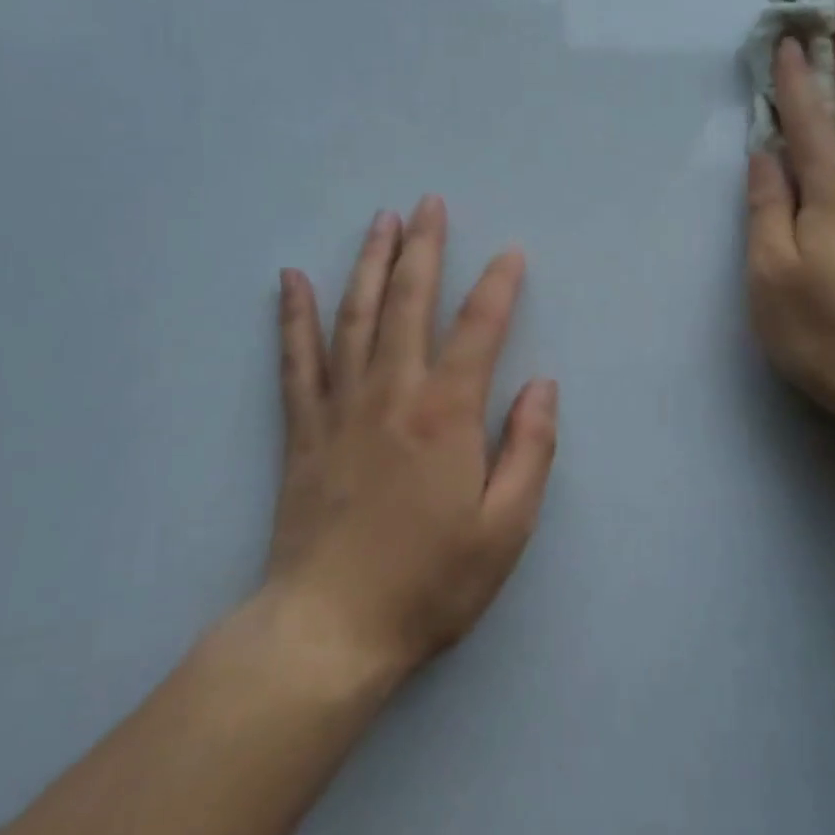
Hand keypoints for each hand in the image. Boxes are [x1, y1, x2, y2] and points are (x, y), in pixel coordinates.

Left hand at [257, 196, 557, 687]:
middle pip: (410, 302)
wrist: (329, 631)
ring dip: (370, 262)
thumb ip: (531, 449)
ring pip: (356, 316)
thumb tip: (542, 384)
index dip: (499, 285)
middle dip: (423, 248)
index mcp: (447, 414)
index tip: (511, 253)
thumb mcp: (507, 528)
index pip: (480, 328)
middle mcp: (393, 393)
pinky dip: (294, 316)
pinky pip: (296, 360)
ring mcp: (341, 406)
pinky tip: (291, 280)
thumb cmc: (429, 582)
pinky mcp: (303, 430)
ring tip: (380, 221)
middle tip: (428, 203)